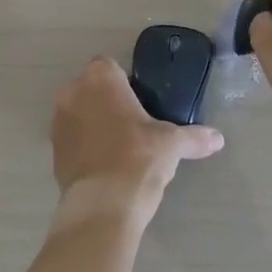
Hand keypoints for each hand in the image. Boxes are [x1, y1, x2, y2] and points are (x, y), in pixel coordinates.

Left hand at [52, 57, 223, 224]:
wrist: (103, 205)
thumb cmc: (139, 157)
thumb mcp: (173, 144)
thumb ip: (194, 137)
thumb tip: (218, 139)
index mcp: (100, 78)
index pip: (109, 66)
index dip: (124, 82)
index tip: (140, 101)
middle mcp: (72, 93)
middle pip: (91, 89)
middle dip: (107, 101)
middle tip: (133, 124)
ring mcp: (58, 123)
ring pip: (78, 113)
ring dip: (93, 124)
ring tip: (120, 147)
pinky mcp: (53, 152)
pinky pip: (72, 140)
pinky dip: (85, 147)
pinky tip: (106, 166)